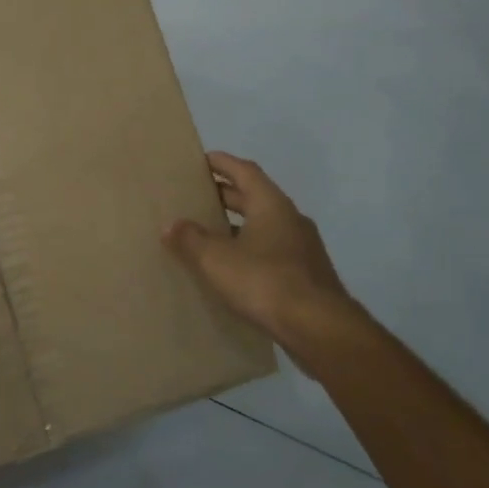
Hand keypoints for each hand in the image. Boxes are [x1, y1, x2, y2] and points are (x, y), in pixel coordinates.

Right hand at [163, 152, 361, 346]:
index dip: (223, 163)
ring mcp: (303, 248)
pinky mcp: (307, 275)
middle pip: (255, 198)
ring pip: (265, 226)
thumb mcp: (216, 259)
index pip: (245, 171)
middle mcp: (291, 219)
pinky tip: (233, 268)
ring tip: (210, 234)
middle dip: (227, 195)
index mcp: (272, 205)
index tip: (202, 160)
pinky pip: (272, 251)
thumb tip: (171, 225)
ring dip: (238, 226)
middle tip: (197, 197)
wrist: (318, 327)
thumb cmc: (264, 281)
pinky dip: (250, 250)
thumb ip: (191, 239)